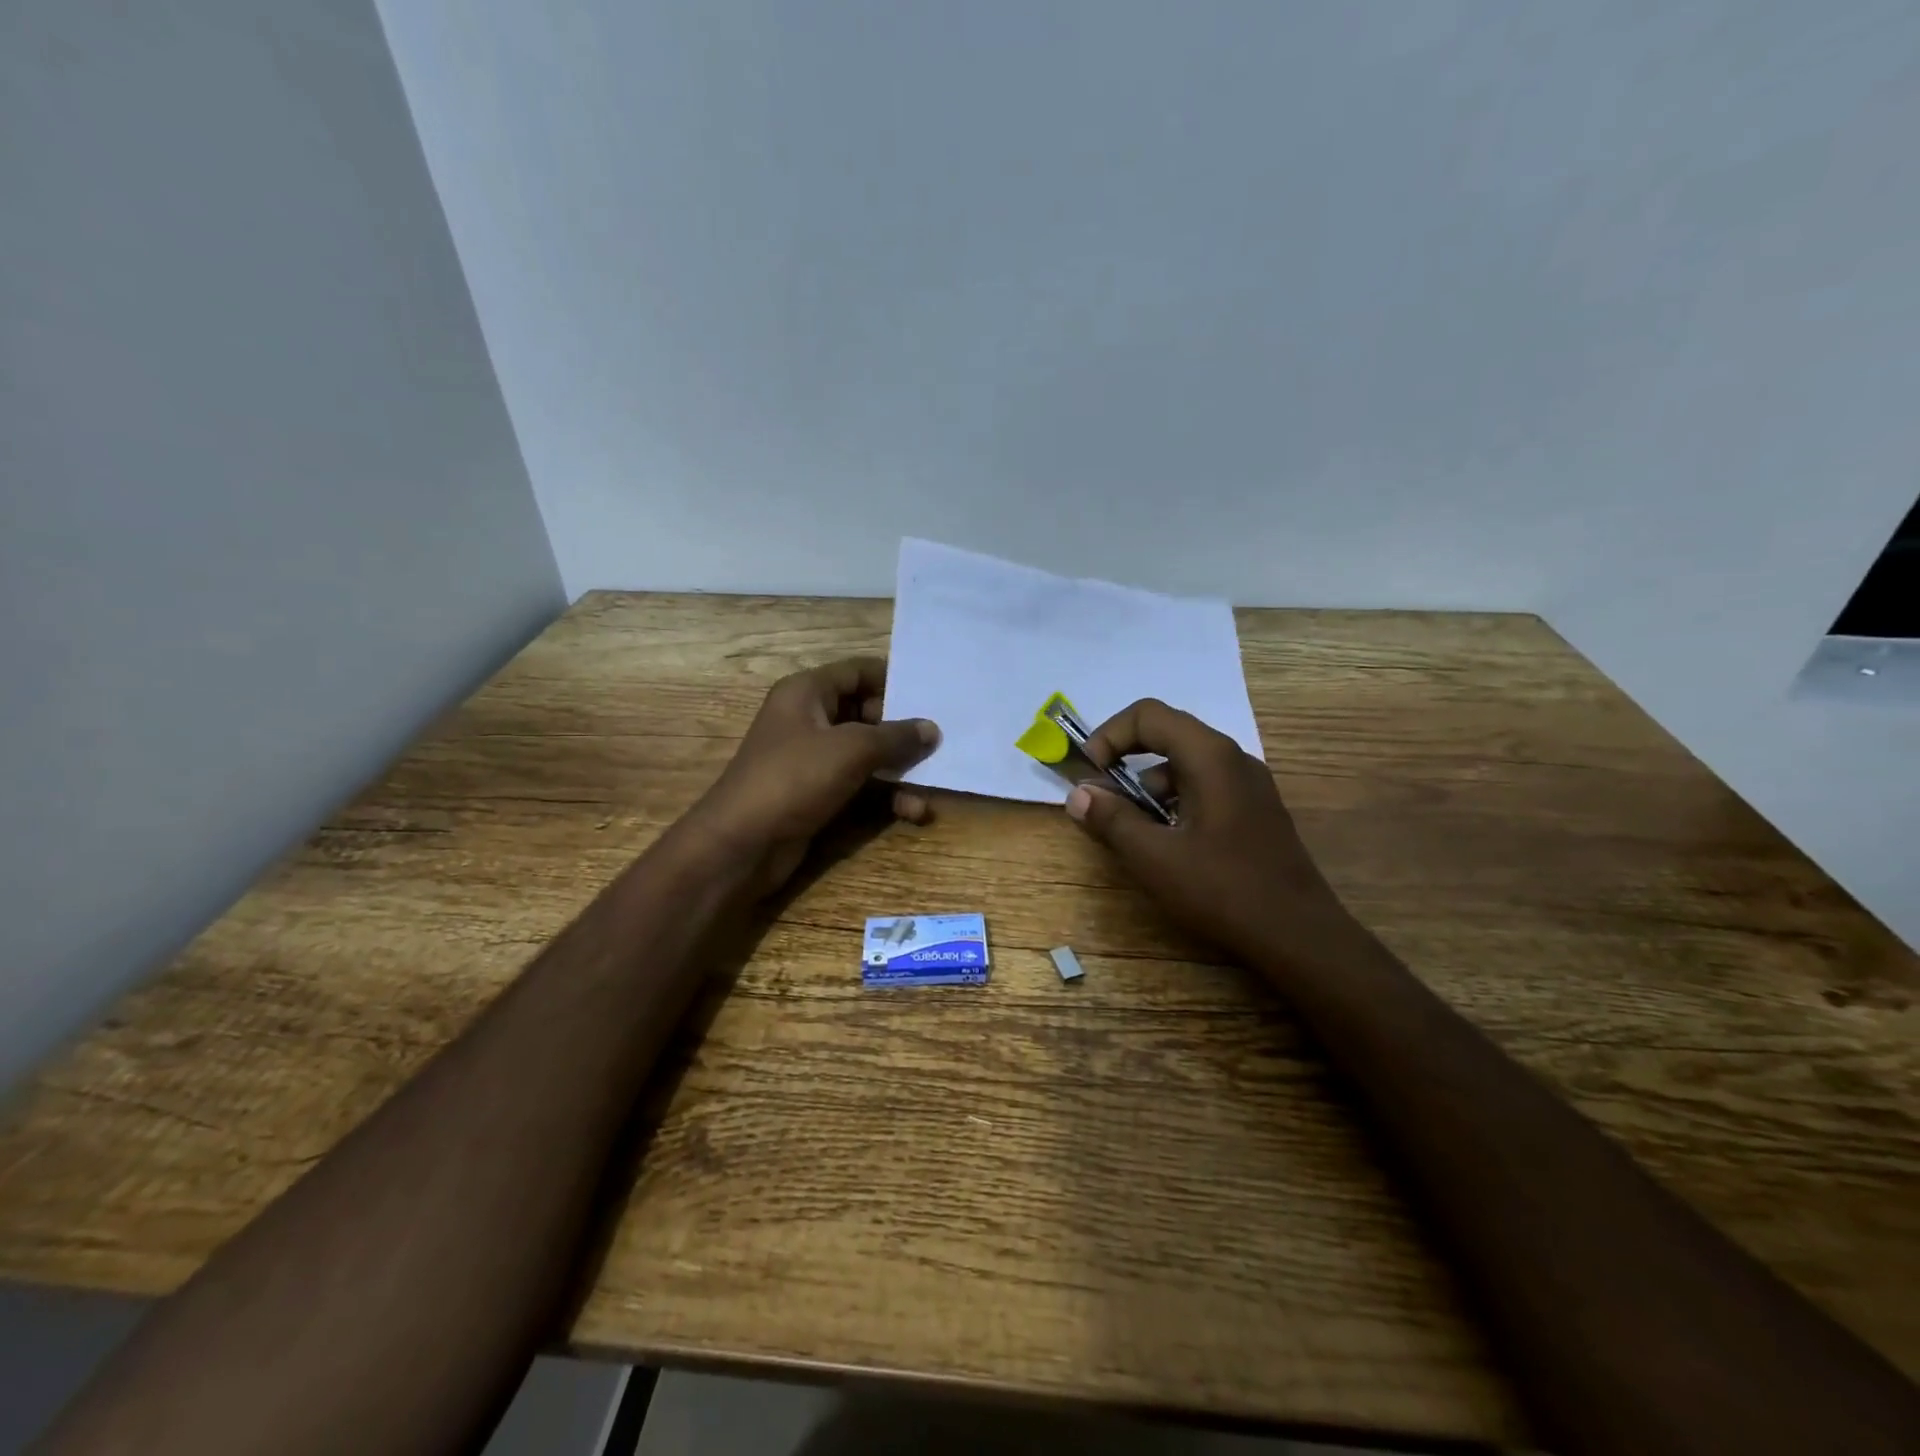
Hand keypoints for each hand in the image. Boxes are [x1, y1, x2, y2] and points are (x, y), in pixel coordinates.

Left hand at [683, 657, 939, 896]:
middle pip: (867, 713)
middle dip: (903, 731)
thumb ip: (895, 736)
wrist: (742, 845)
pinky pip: (861, 784)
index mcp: (807, 693)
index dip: (894, 679)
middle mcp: (809, 719)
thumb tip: (932, 728)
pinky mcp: (818, 793)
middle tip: (941, 741)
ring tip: (934, 782)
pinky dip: (887, 795)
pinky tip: (914, 812)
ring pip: (868, 753)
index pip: (857, 671)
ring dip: (900, 769)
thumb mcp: (851, 750)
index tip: (932, 694)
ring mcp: (813, 759)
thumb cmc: (793, 779)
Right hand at [1064, 698, 1365, 980]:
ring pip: (1184, 765)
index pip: (1148, 715)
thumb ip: (1112, 820)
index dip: (1109, 736)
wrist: (1300, 936)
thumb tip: (1078, 794)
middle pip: (1166, 735)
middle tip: (1100, 798)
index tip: (1088, 774)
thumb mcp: (1154, 857)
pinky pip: (1203, 788)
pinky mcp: (1254, 810)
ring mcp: (1249, 785)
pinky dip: (1173, 803)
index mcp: (1210, 756)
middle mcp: (1233, 758)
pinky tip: (1166, 844)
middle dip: (1125, 760)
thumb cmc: (1223, 890)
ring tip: (1130, 831)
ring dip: (1148, 787)